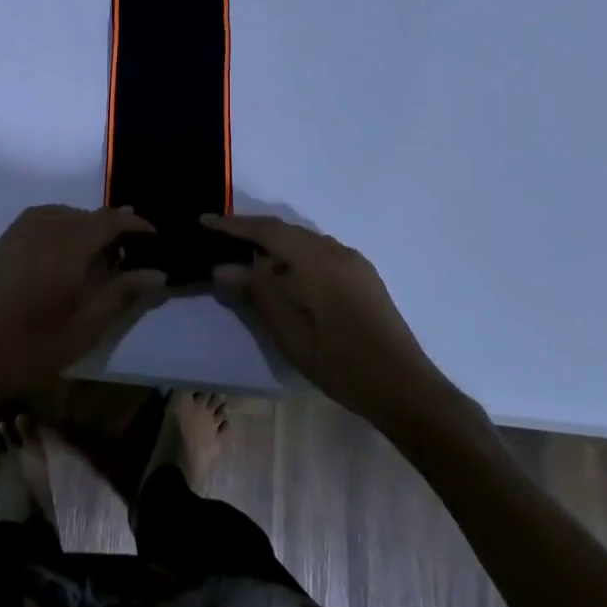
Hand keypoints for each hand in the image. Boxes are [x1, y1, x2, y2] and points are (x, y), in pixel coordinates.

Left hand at [0, 206, 167, 416]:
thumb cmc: (33, 348)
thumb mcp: (86, 327)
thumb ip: (122, 293)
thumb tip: (157, 272)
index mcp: (67, 244)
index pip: (111, 220)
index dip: (136, 225)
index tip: (155, 238)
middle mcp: (43, 227)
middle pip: (87, 215)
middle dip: (112, 228)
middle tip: (130, 255)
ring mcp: (18, 232)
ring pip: (63, 215)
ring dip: (85, 227)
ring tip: (100, 255)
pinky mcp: (2, 243)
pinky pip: (41, 221)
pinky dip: (61, 229)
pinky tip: (64, 257)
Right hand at [207, 213, 471, 426]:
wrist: (403, 386)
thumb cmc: (338, 361)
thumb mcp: (287, 330)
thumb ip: (255, 292)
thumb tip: (223, 267)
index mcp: (315, 258)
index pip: (266, 230)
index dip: (232, 225)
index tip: (203, 220)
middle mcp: (335, 250)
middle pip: (286, 230)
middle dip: (252, 232)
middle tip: (221, 239)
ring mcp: (354, 262)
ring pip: (305, 242)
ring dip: (275, 245)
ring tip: (249, 259)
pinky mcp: (364, 278)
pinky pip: (321, 253)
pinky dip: (296, 256)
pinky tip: (287, 277)